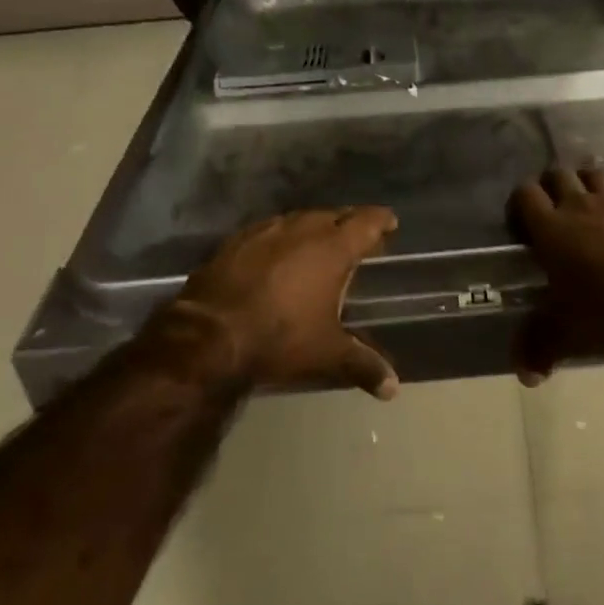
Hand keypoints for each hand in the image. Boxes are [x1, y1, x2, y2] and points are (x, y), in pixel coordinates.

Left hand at [173, 207, 400, 398]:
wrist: (209, 335)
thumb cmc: (279, 338)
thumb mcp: (327, 354)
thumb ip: (363, 365)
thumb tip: (393, 389)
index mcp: (332, 248)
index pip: (366, 222)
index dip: (381, 220)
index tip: (390, 223)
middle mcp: (303, 229)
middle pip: (334, 215)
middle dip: (348, 223)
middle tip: (357, 236)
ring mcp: (267, 230)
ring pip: (300, 218)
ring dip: (314, 227)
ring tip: (319, 242)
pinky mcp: (237, 239)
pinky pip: (269, 229)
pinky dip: (281, 237)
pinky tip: (277, 252)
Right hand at [507, 169, 603, 383]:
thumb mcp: (564, 336)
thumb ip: (537, 348)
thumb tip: (525, 376)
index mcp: (550, 228)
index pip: (524, 194)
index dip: (522, 202)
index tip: (525, 220)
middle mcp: (580, 203)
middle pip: (558, 174)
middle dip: (555, 186)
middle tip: (559, 210)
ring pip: (596, 174)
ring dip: (592, 187)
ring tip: (598, 207)